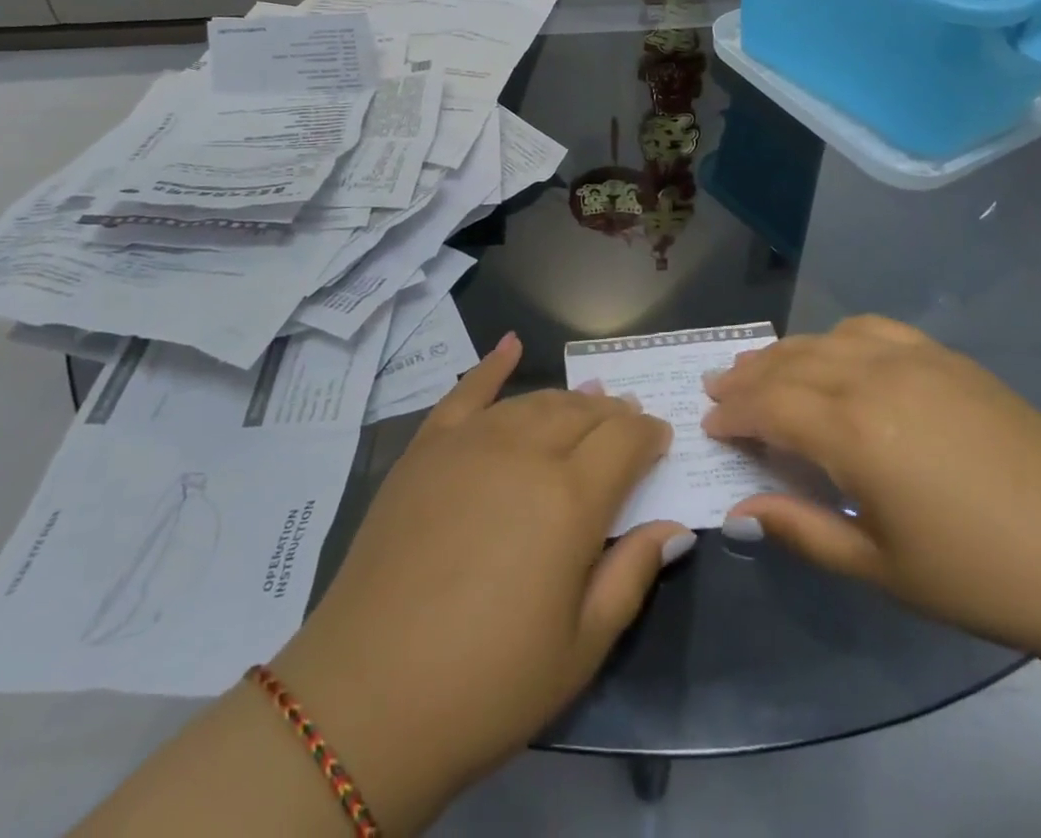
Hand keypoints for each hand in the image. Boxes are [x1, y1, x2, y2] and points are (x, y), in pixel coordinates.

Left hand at [271, 335, 692, 831]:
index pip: (626, 441)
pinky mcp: (427, 448)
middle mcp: (524, 452)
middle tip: (628, 424)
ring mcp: (470, 442)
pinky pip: (467, 391)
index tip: (661, 441)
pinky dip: (493, 363)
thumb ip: (632, 574)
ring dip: (569, 400)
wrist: (367, 697)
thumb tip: (673, 525)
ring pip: (535, 401)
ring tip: (588, 404)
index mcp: (570, 499)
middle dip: (614, 415)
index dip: (649, 436)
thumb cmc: (487, 685)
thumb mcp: (580, 649)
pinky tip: (511, 343)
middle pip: (583, 413)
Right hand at [702, 316, 1040, 684]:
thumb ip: (800, 529)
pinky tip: (834, 351)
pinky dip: (836, 336)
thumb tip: (739, 509)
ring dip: (785, 352)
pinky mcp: (945, 356)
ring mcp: (912, 358)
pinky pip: (872, 328)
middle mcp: (872, 377)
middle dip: (747, 377)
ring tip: (760, 367)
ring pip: (825, 339)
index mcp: (852, 431)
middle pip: (790, 364)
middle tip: (717, 388)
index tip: (708, 424)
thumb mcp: (880, 567)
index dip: (732, 413)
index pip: (768, 406)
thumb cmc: (978, 575)